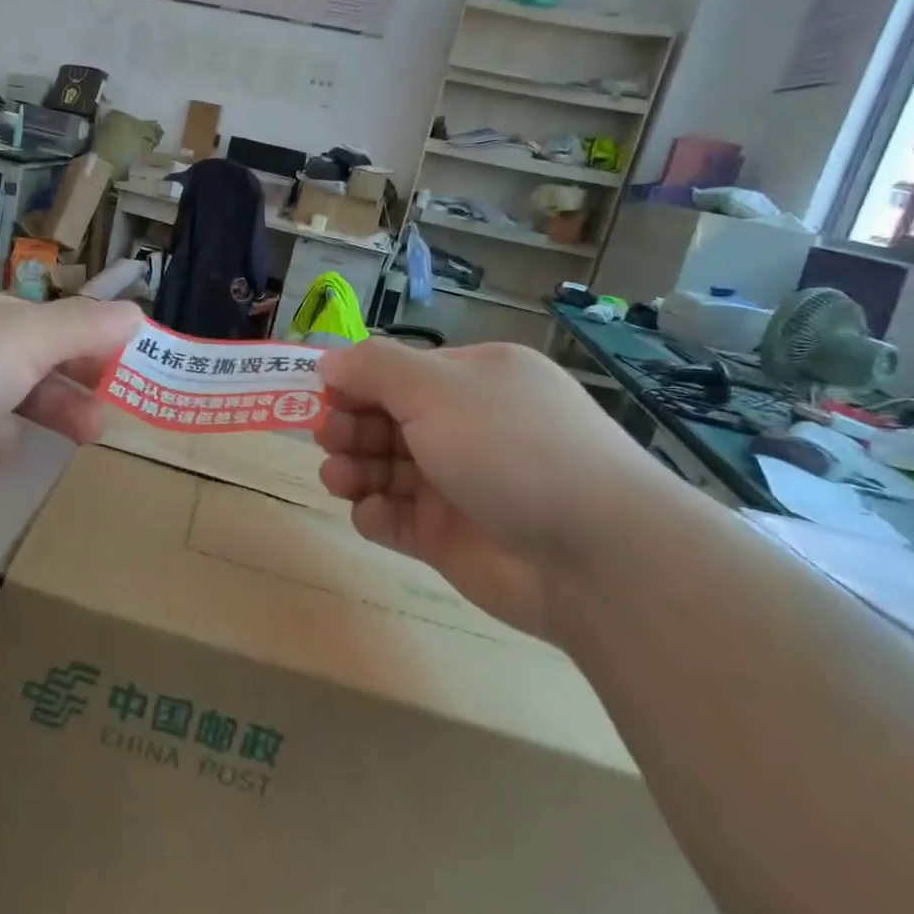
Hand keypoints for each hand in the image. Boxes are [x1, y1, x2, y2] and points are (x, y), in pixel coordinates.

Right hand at [316, 339, 679, 640]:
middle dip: (348, 426)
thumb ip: (374, 368)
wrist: (592, 554)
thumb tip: (328, 359)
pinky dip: (375, 514)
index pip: (397, 372)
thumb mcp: (437, 388)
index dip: (355, 381)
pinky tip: (372, 514)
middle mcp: (464, 427)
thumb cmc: (510, 448)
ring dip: (352, 468)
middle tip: (329, 438)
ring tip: (339, 478)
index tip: (321, 394)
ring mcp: (456, 484)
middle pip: (385, 419)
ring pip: (383, 469)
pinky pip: (395, 518)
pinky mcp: (447, 536)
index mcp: (472, 381)